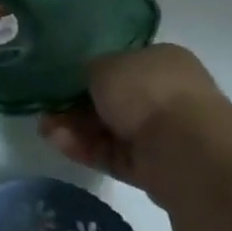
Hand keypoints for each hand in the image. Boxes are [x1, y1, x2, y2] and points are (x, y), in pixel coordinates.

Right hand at [38, 43, 222, 188]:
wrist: (185, 149)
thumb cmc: (146, 91)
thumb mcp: (104, 66)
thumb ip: (88, 72)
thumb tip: (83, 83)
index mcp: (162, 61)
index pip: (121, 65)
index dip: (88, 74)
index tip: (60, 84)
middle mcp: (167, 95)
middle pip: (113, 101)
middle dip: (76, 107)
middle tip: (46, 111)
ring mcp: (164, 134)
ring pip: (111, 130)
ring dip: (76, 130)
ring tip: (46, 130)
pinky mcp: (156, 169)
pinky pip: (115, 156)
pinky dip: (88, 150)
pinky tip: (60, 144)